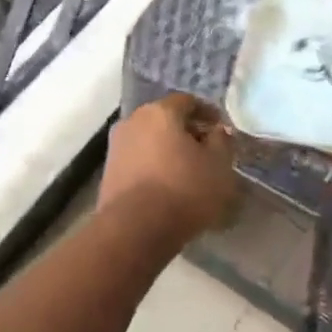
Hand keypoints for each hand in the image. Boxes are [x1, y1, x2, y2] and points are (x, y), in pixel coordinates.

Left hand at [100, 93, 238, 241]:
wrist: (134, 230)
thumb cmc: (183, 189)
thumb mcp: (218, 165)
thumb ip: (222, 142)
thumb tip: (218, 131)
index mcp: (160, 111)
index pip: (188, 101)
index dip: (208, 113)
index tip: (222, 130)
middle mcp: (134, 121)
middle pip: (166, 119)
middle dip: (187, 132)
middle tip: (207, 151)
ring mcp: (117, 147)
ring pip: (150, 141)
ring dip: (169, 151)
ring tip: (189, 172)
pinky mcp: (108, 173)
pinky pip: (139, 162)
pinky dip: (155, 167)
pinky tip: (169, 187)